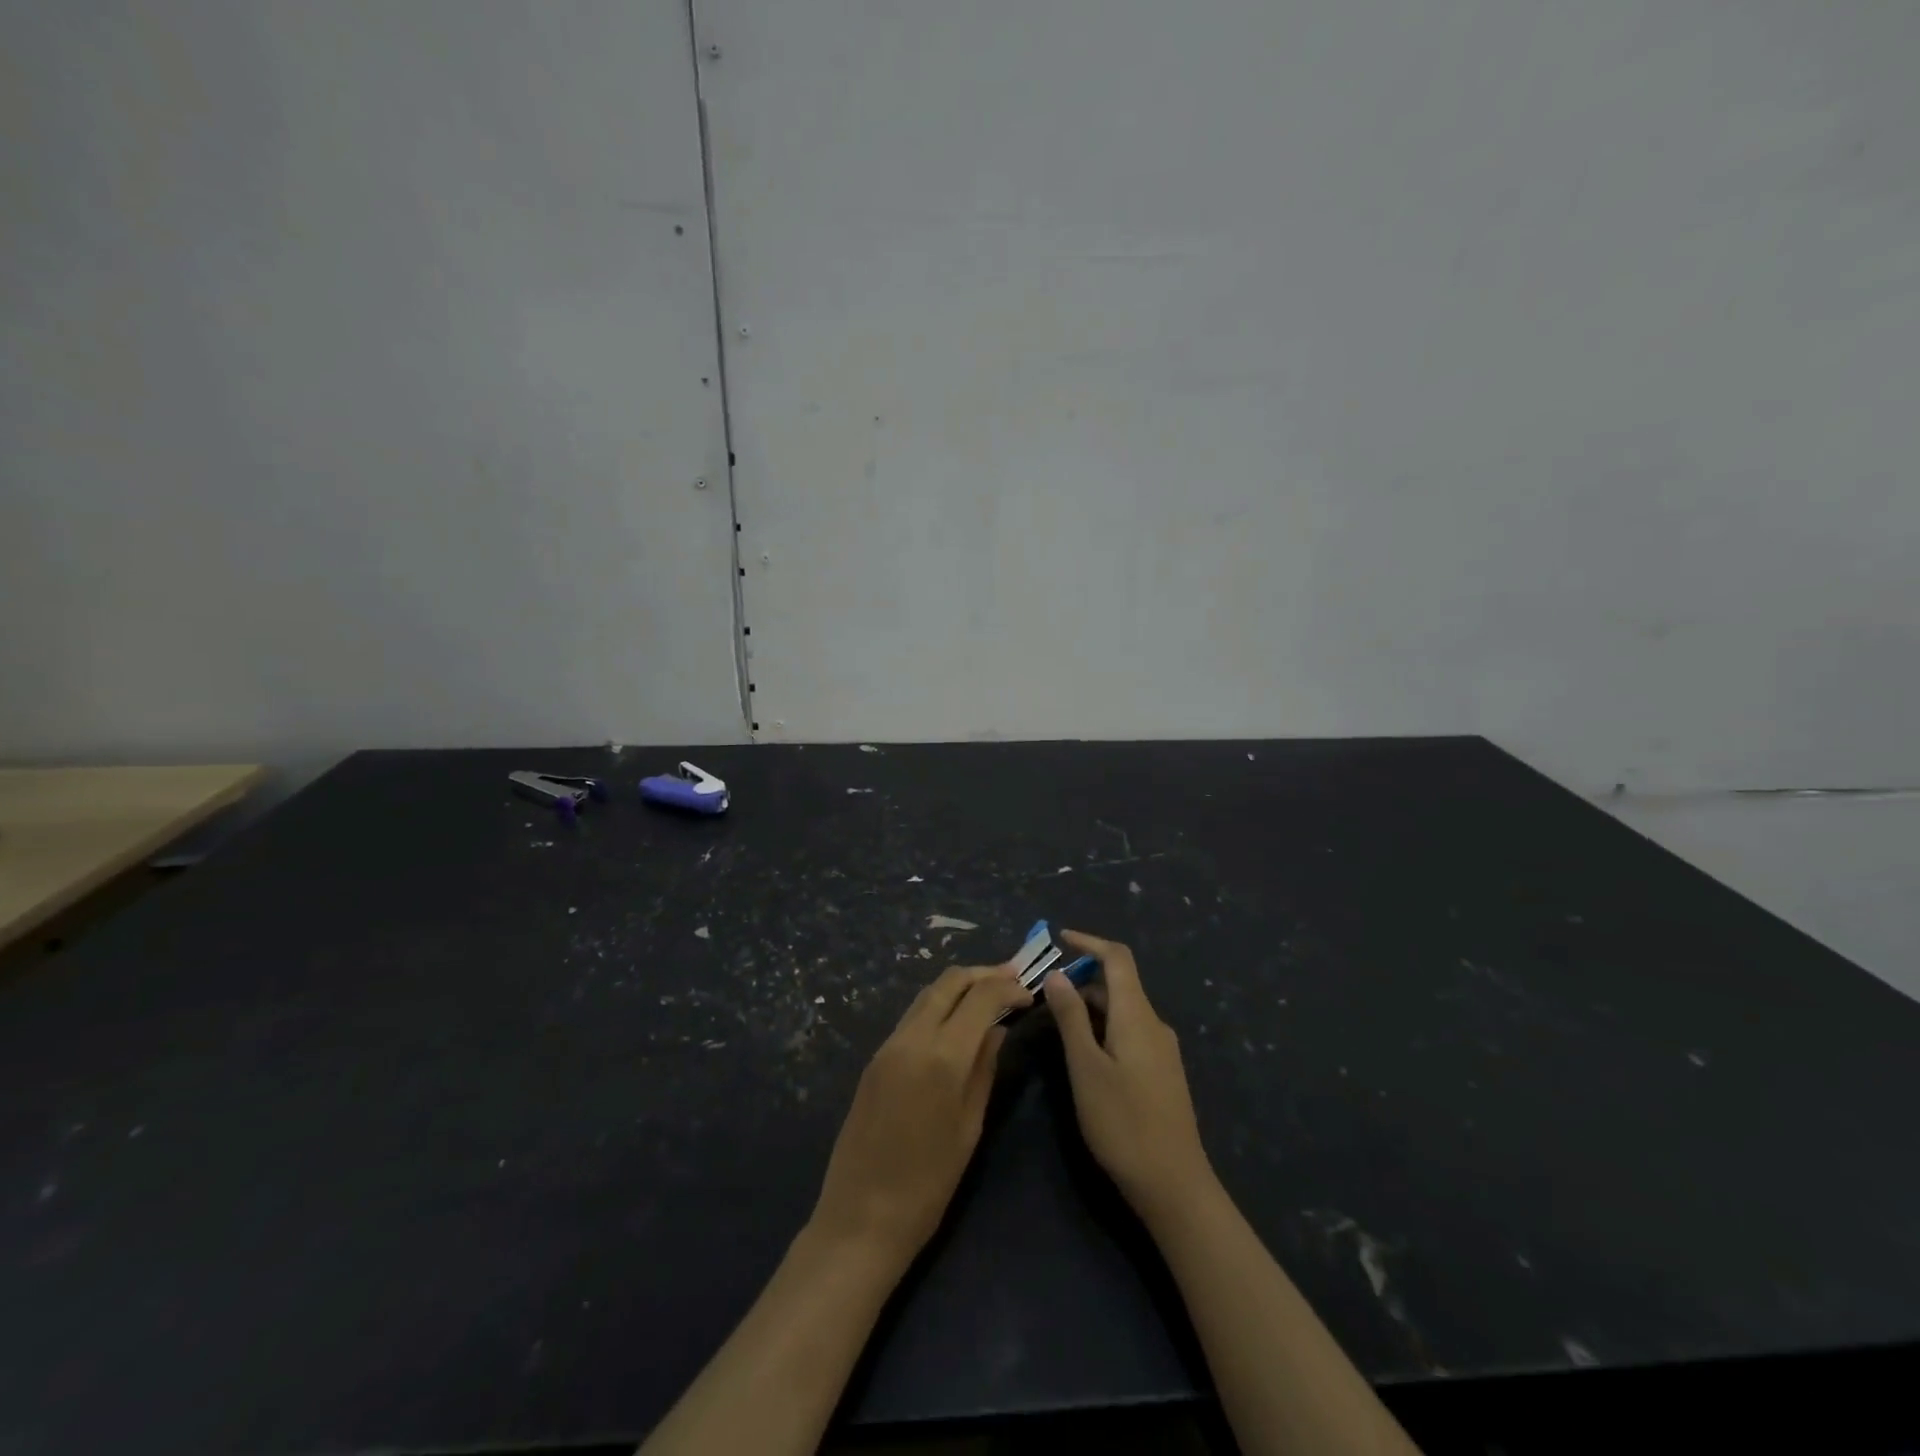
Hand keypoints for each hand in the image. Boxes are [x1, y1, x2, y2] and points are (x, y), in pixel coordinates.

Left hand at [808, 964, 1030, 1267]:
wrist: (860, 1217)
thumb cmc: (928, 1185)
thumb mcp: (969, 1127)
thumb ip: (985, 1069)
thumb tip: (998, 1030)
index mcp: (941, 1056)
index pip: (981, 997)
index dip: (1008, 988)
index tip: (1029, 995)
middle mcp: (911, 1038)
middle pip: (949, 981)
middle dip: (983, 974)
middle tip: (1012, 979)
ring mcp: (888, 1045)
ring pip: (927, 993)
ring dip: (960, 986)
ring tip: (989, 994)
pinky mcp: (875, 1057)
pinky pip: (912, 1015)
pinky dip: (939, 1005)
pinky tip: (957, 1020)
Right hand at [1045, 931, 1214, 1223]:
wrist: (1175, 1185)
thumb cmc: (1124, 1123)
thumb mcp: (1086, 1068)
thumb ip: (1071, 1018)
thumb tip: (1058, 974)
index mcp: (1137, 1015)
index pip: (1118, 958)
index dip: (1089, 942)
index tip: (1060, 938)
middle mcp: (1154, 1023)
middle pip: (1119, 983)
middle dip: (1082, 978)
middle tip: (1043, 991)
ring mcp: (1161, 1049)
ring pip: (1123, 1009)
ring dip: (1090, 1004)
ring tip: (1055, 1019)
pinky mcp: (1161, 1072)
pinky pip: (1129, 1031)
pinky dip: (1103, 1026)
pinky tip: (1083, 1050)